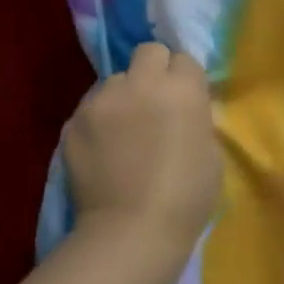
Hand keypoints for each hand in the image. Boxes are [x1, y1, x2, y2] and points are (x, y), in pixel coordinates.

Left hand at [65, 43, 222, 249]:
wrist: (131, 231)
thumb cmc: (187, 197)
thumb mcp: (211, 152)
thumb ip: (197, 119)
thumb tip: (184, 110)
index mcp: (182, 89)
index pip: (184, 59)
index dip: (185, 79)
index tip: (185, 101)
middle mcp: (141, 83)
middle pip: (148, 52)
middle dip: (154, 70)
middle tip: (155, 103)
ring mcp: (101, 101)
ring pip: (114, 81)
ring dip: (123, 96)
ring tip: (123, 131)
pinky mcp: (72, 123)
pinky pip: (90, 109)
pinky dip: (98, 122)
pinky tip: (103, 151)